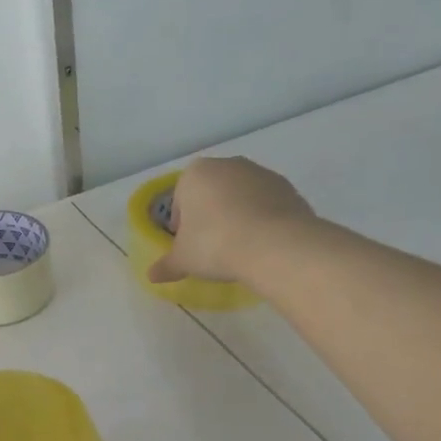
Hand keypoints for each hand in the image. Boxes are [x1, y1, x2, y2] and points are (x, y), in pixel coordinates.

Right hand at [145, 157, 317, 285]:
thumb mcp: (183, 260)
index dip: (182, 225)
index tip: (190, 245)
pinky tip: (262, 244)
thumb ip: (166, 265)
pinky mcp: (289, 188)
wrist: (275, 245)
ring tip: (240, 247)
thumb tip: (151, 276)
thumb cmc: (215, 244)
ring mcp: (261, 173)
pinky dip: (262, 219)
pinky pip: (267, 204)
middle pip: (212, 193)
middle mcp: (228, 165)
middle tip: (213, 246)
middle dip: (210, 215)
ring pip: (241, 196)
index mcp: (195, 174)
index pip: (180, 199)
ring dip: (237, 215)